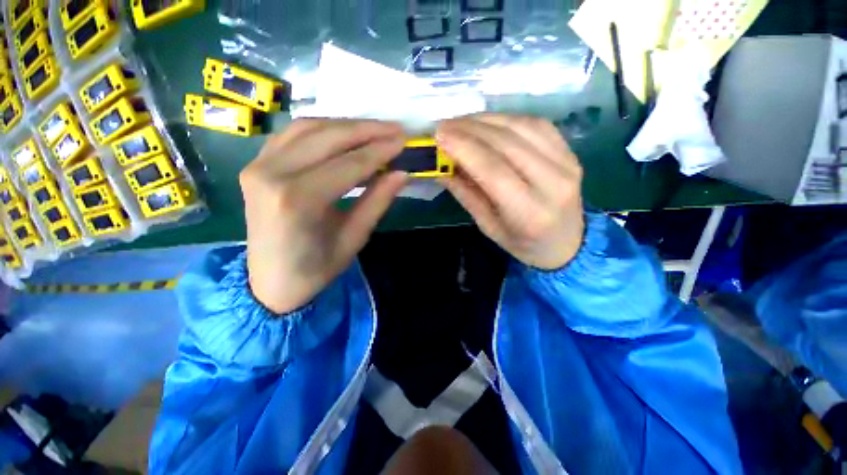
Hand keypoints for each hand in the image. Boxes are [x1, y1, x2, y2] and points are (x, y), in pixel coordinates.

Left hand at [240, 119, 407, 313]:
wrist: (269, 282)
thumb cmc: (315, 269)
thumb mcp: (353, 239)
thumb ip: (377, 202)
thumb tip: (401, 174)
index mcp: (298, 200)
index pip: (349, 164)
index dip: (380, 151)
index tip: (403, 141)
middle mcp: (273, 174)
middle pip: (328, 137)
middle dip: (367, 130)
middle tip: (394, 129)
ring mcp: (258, 165)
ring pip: (308, 127)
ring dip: (345, 125)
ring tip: (374, 129)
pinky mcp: (256, 165)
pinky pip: (292, 135)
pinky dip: (322, 129)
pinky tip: (343, 135)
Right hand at [436, 114, 583, 269]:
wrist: (566, 242)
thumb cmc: (522, 243)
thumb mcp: (488, 227)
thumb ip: (466, 194)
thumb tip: (440, 168)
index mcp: (529, 212)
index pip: (493, 169)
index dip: (464, 148)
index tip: (438, 135)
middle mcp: (553, 182)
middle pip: (506, 143)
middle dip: (469, 129)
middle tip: (443, 126)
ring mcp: (566, 162)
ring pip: (520, 127)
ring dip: (485, 120)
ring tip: (460, 123)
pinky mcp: (569, 151)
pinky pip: (535, 124)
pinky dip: (506, 119)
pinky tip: (487, 123)